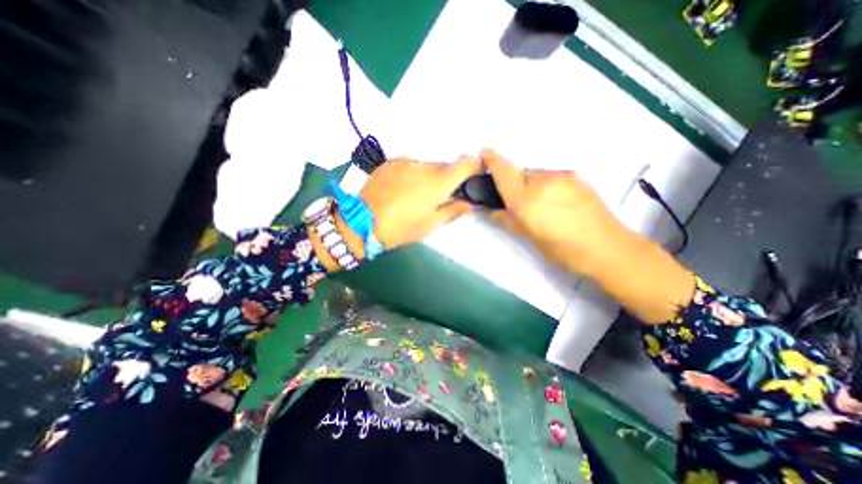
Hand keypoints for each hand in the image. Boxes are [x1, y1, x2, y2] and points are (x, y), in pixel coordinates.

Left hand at [358, 157, 483, 249]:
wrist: (361, 222)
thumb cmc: (400, 228)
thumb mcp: (429, 225)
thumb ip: (452, 211)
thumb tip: (468, 204)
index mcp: (438, 182)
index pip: (466, 163)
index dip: (473, 167)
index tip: (470, 177)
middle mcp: (424, 166)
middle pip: (444, 167)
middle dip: (446, 179)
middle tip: (436, 197)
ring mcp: (405, 162)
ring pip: (426, 166)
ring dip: (427, 177)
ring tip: (414, 196)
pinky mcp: (390, 162)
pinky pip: (408, 166)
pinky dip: (411, 175)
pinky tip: (400, 190)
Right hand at [482, 150, 695, 322]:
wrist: (607, 247)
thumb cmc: (562, 250)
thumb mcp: (528, 237)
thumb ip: (507, 220)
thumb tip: (492, 210)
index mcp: (526, 200)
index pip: (504, 173)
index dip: (492, 160)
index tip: (484, 152)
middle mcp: (542, 182)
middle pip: (519, 173)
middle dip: (513, 184)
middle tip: (518, 203)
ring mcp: (562, 176)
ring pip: (536, 175)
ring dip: (531, 185)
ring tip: (542, 206)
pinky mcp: (576, 176)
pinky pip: (551, 176)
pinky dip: (546, 185)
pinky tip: (556, 202)